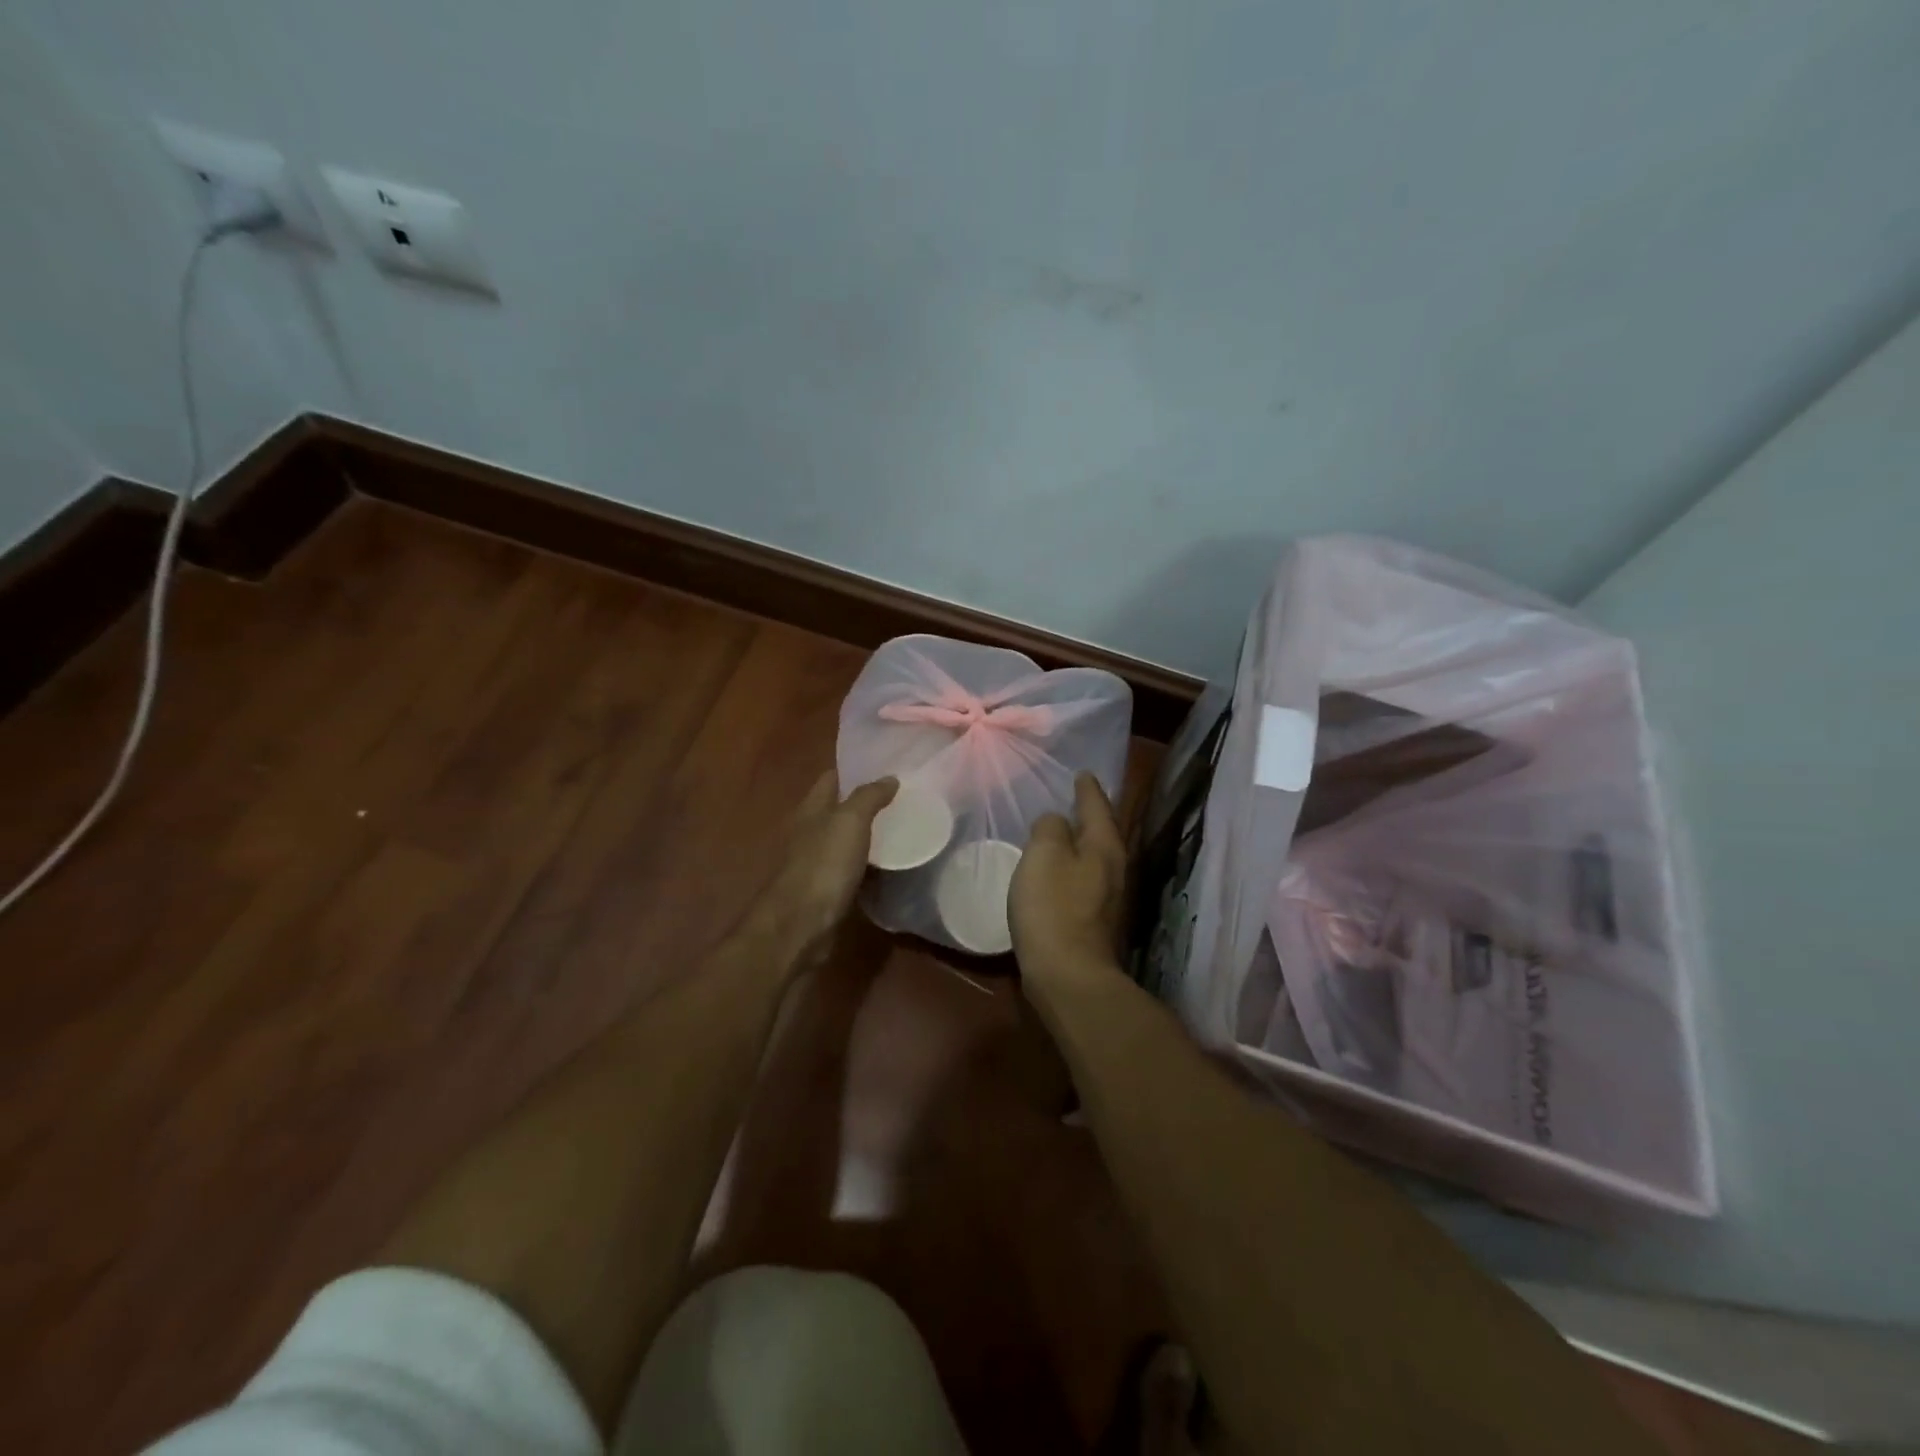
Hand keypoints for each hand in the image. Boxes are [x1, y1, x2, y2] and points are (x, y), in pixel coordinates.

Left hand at [747, 772, 896, 968]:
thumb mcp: (850, 821)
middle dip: (866, 802)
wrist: (801, 925)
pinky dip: (868, 866)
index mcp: (811, 809)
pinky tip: (891, 866)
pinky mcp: (826, 891)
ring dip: (868, 835)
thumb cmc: (823, 865)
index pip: (831, 778)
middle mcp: (809, 832)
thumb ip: (869, 797)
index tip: (886, 765)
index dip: (855, 769)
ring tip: (904, 827)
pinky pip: (851, 870)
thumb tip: (890, 777)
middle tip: (904, 796)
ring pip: (846, 841)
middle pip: (838, 809)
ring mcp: (816, 863)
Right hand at [1010, 773, 1128, 996]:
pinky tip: (1055, 871)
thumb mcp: (1044, 855)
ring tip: (1062, 830)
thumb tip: (1056, 822)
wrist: (1068, 976)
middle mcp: (1114, 868)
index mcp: (1104, 846)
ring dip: (1080, 842)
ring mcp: (1107, 898)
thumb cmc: (1054, 908)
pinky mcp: (1094, 922)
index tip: (1082, 773)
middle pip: (1102, 832)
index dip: (1087, 788)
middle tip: (1074, 797)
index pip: (1097, 805)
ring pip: (1094, 857)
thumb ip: (1050, 828)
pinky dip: (1071, 867)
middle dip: (1090, 814)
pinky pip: (1083, 880)